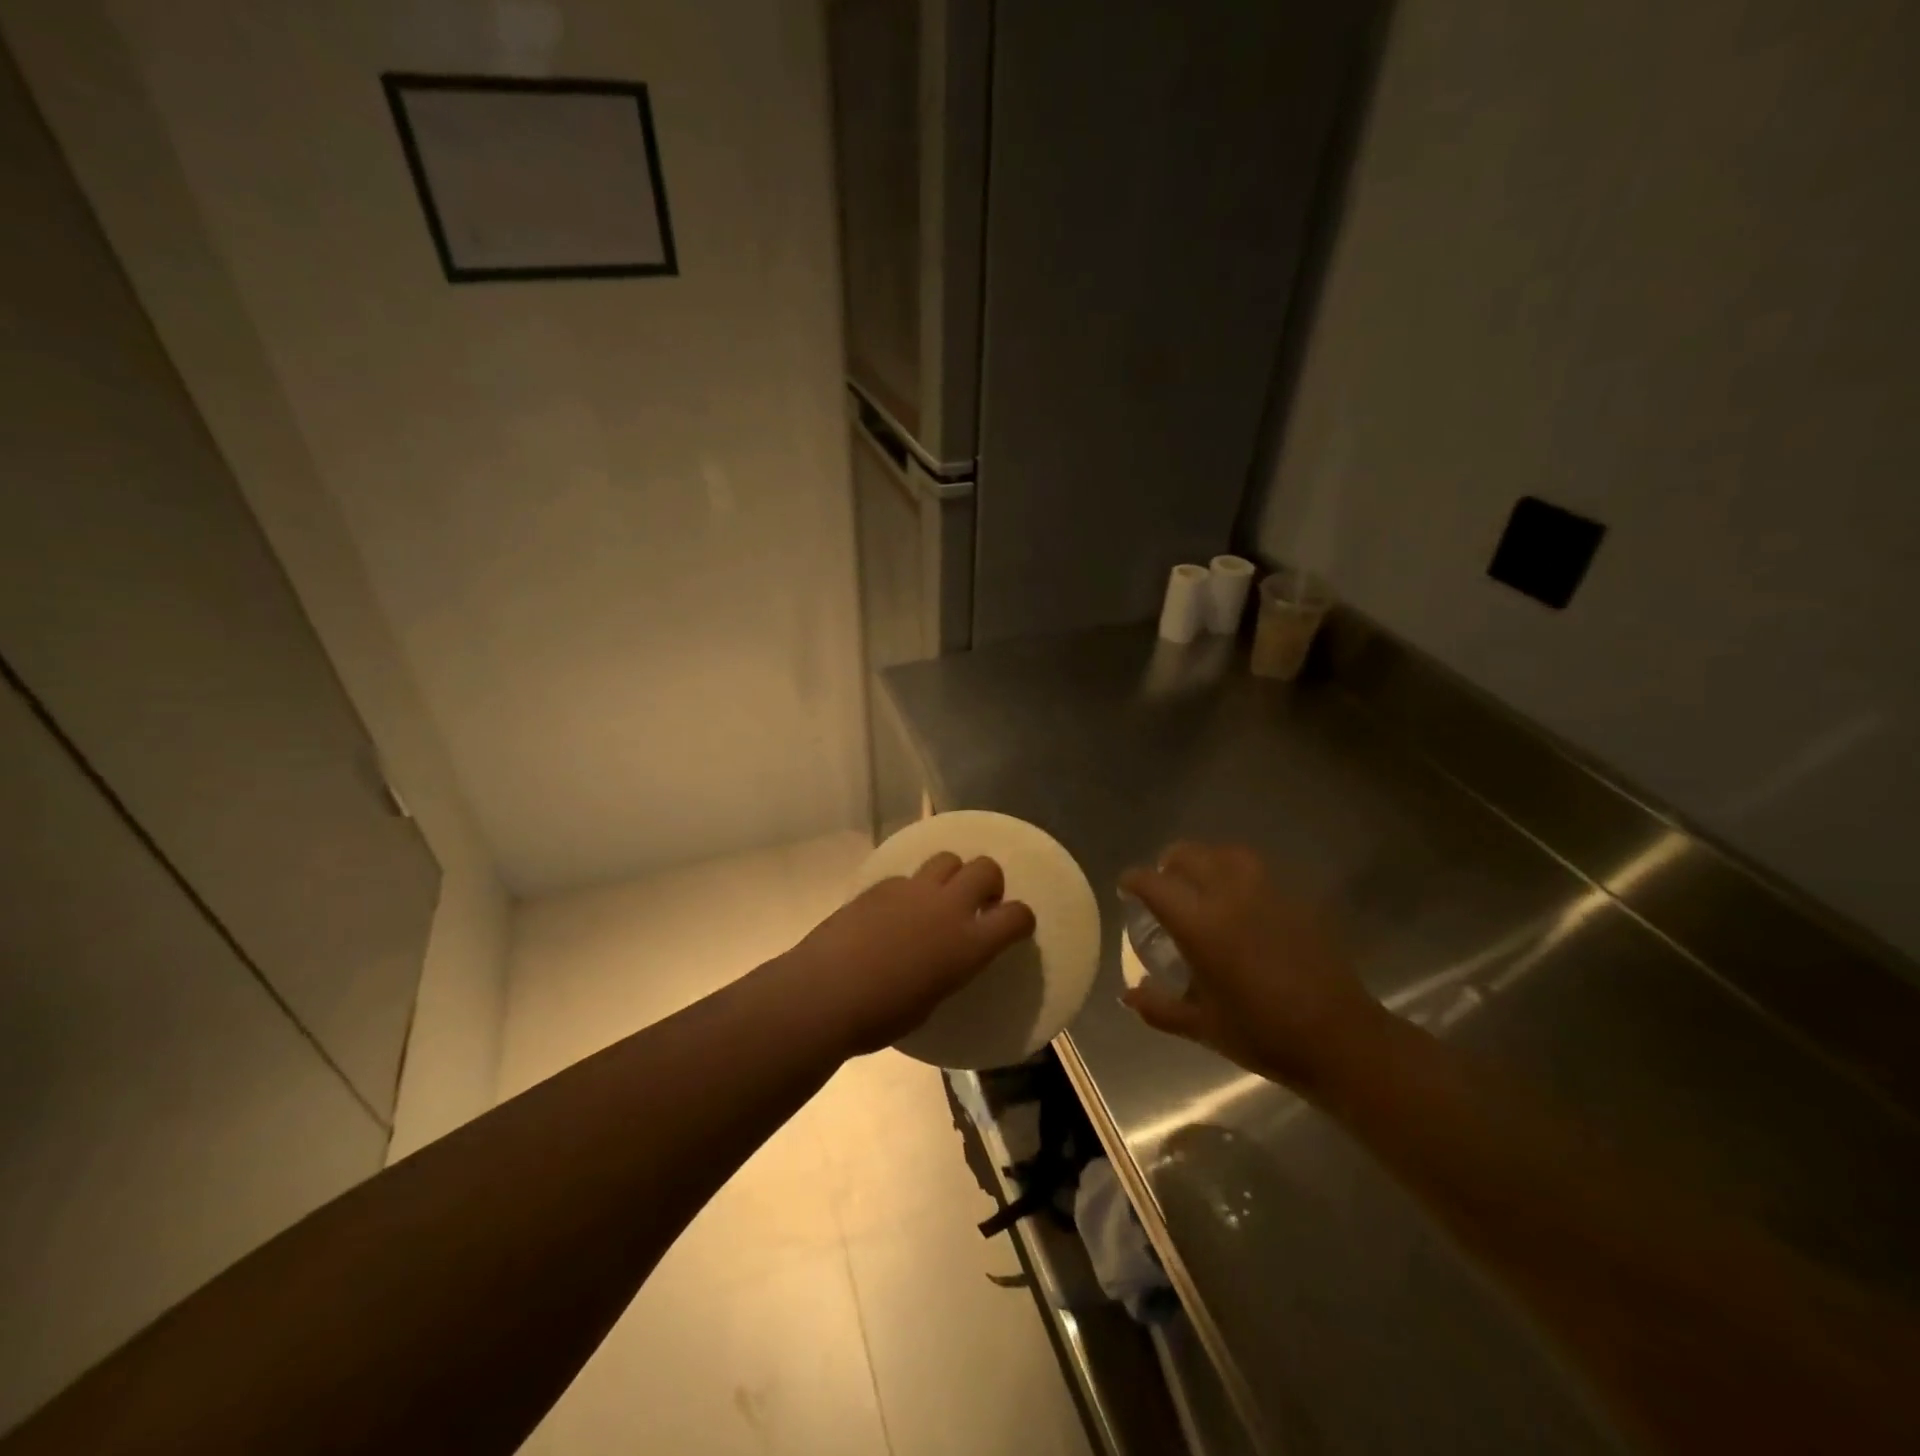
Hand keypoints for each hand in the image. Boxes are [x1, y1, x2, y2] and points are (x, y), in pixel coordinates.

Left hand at [786, 852, 1036, 1055]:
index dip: (1022, 918)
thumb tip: (946, 959)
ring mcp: (913, 890)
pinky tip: (895, 911)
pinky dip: (912, 889)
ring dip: (952, 874)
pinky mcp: (881, 885)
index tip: (1015, 926)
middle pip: (985, 867)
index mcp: (968, 945)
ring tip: (938, 898)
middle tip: (978, 902)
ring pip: (948, 858)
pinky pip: (908, 876)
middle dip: (989, 881)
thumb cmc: (881, 1016)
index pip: (1016, 916)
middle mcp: (948, 907)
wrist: (825, 993)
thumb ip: (949, 969)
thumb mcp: (933, 1000)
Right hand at [1120, 842, 1385, 1089]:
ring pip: (1227, 853)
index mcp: (1200, 924)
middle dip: (1168, 863)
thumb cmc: (1262, 1034)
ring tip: (1202, 881)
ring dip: (1206, 860)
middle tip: (1163, 882)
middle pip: (1189, 855)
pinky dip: (1239, 873)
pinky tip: (1242, 900)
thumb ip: (1160, 1007)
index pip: (1154, 883)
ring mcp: (1268, 892)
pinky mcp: (1297, 900)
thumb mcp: (1202, 1026)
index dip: (1134, 881)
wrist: (1339, 1038)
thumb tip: (1128, 995)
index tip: (1126, 888)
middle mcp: (1230, 896)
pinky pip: (1259, 871)